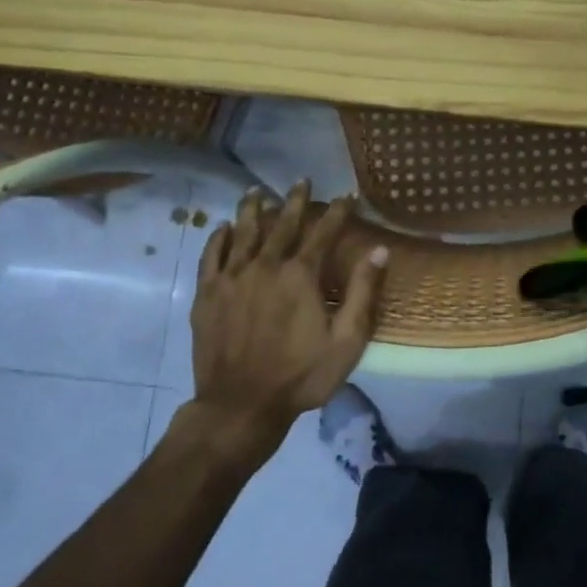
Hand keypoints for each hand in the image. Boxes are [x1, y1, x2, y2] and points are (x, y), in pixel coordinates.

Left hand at [179, 181, 386, 468]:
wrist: (240, 406)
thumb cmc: (301, 375)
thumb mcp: (347, 340)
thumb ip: (363, 292)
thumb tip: (380, 250)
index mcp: (300, 275)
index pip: (323, 232)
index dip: (338, 211)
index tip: (347, 195)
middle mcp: (265, 266)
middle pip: (282, 224)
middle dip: (295, 200)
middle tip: (301, 180)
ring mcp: (231, 278)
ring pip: (243, 232)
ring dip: (252, 209)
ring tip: (256, 191)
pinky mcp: (207, 295)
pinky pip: (211, 256)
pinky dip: (218, 238)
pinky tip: (222, 227)